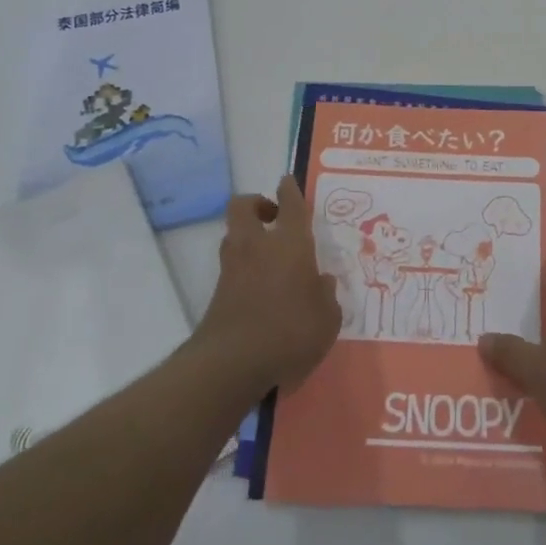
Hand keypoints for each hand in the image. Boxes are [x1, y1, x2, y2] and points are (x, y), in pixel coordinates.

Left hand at [196, 177, 339, 392]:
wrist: (232, 363)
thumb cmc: (291, 332)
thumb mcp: (327, 318)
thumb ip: (327, 296)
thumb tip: (322, 282)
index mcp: (290, 244)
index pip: (290, 204)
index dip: (289, 190)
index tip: (287, 181)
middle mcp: (258, 246)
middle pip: (244, 206)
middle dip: (257, 203)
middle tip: (274, 217)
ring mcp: (233, 268)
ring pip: (234, 235)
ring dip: (248, 235)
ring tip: (268, 253)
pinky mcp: (218, 292)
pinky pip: (232, 266)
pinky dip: (244, 267)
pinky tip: (261, 286)